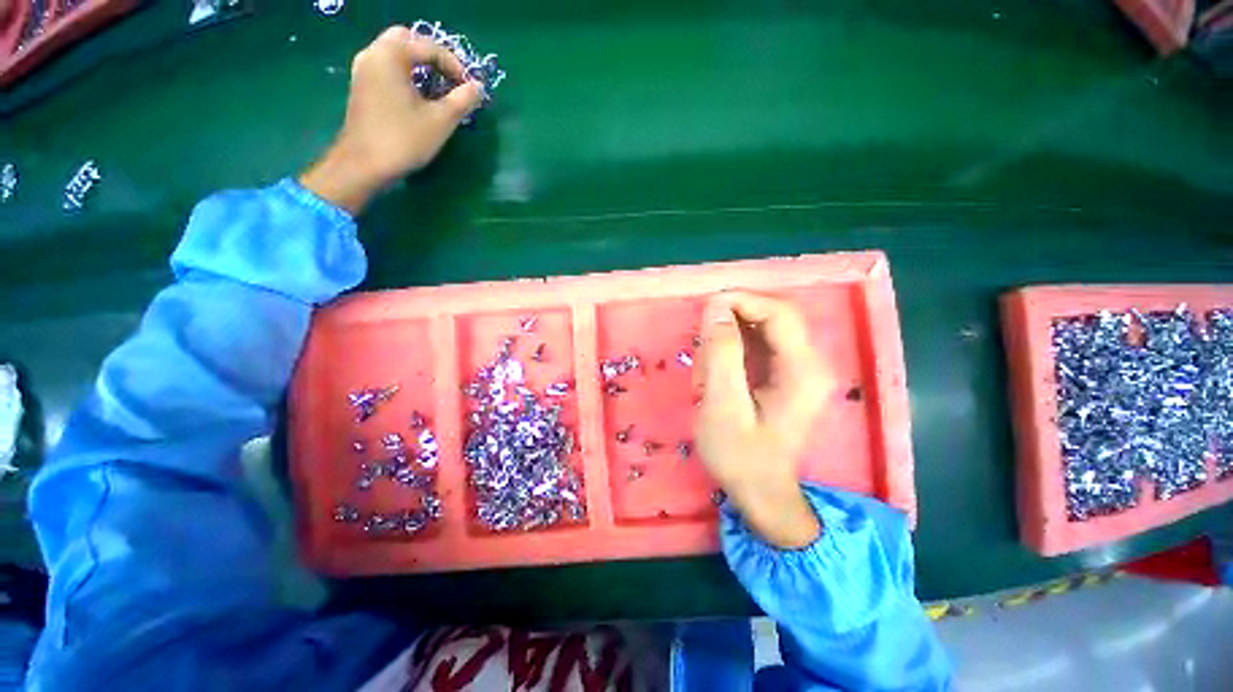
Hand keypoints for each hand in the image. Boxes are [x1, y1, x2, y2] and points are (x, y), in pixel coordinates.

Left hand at [299, 26, 483, 213]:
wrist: (364, 164)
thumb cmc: (404, 139)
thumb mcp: (440, 120)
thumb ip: (462, 100)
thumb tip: (478, 88)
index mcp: (391, 55)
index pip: (429, 47)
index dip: (455, 66)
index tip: (470, 88)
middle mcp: (373, 53)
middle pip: (407, 40)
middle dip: (433, 57)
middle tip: (451, 80)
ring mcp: (364, 69)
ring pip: (395, 53)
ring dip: (419, 65)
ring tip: (439, 89)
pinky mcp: (362, 85)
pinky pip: (387, 67)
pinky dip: (406, 73)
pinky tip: (419, 96)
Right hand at [695, 292, 832, 547]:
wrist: (762, 492)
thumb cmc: (740, 455)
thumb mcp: (722, 405)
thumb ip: (722, 355)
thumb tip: (717, 309)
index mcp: (802, 370)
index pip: (779, 312)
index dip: (743, 301)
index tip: (707, 307)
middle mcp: (811, 364)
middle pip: (776, 316)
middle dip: (737, 316)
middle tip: (704, 333)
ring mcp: (802, 370)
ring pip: (768, 329)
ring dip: (735, 332)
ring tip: (708, 357)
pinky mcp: (790, 376)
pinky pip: (764, 345)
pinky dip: (738, 346)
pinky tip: (719, 366)